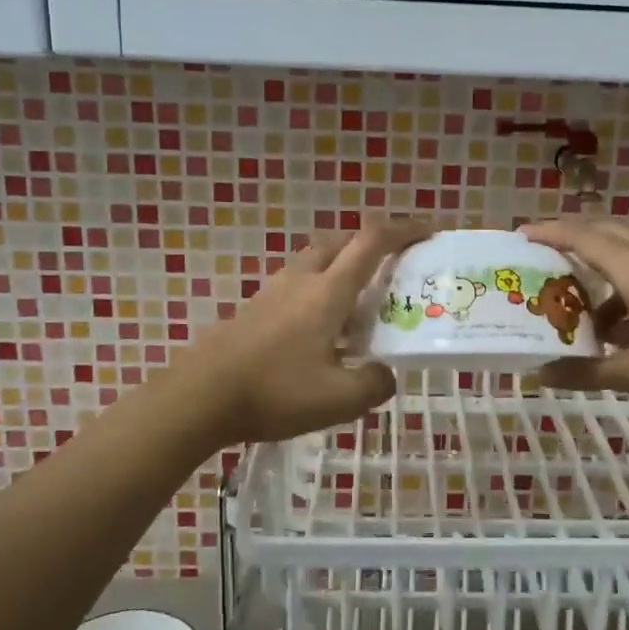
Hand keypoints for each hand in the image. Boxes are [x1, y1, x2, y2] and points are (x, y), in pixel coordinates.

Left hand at [176, 218, 430, 444]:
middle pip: (340, 242)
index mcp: (328, 291)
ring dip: (341, 267)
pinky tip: (320, 332)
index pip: (372, 242)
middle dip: (370, 244)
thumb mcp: (339, 399)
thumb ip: (374, 384)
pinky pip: (296, 285)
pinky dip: (318, 291)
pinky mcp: (254, 309)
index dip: (403, 230)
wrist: (200, 397)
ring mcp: (273, 291)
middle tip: (391, 268)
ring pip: (315, 262)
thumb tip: (385, 374)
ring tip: (357, 304)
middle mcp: (302, 280)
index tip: (428, 231)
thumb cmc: (275, 391)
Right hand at [521, 219, 628, 412]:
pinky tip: (618, 324)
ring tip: (576, 299)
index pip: (581, 238)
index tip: (519, 234)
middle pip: (604, 231)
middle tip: (542, 255)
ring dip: (599, 265)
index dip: (548, 233)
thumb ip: (586, 372)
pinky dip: (623, 283)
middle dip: (571, 237)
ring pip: (627, 248)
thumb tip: (542, 376)